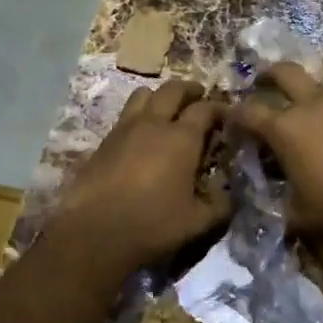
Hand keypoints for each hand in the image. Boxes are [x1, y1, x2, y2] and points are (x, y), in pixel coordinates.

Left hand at [52, 80, 231, 271]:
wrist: (93, 233)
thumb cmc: (152, 225)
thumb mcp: (197, 222)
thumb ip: (220, 205)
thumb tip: (230, 195)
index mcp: (182, 138)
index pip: (205, 109)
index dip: (219, 109)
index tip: (227, 116)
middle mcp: (154, 123)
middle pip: (173, 89)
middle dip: (189, 89)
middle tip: (198, 96)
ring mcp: (124, 129)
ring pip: (143, 94)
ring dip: (159, 96)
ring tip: (166, 110)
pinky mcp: (103, 141)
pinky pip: (125, 115)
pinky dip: (138, 115)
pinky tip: (141, 136)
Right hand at [231, 63, 322, 243]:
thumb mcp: (294, 212)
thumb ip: (276, 198)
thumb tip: (268, 197)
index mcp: (284, 128)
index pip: (248, 111)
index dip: (234, 114)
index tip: (228, 119)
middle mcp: (310, 108)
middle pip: (285, 72)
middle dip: (268, 74)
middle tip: (260, 83)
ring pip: (314, 87)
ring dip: (300, 93)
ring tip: (294, 112)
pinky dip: (322, 113)